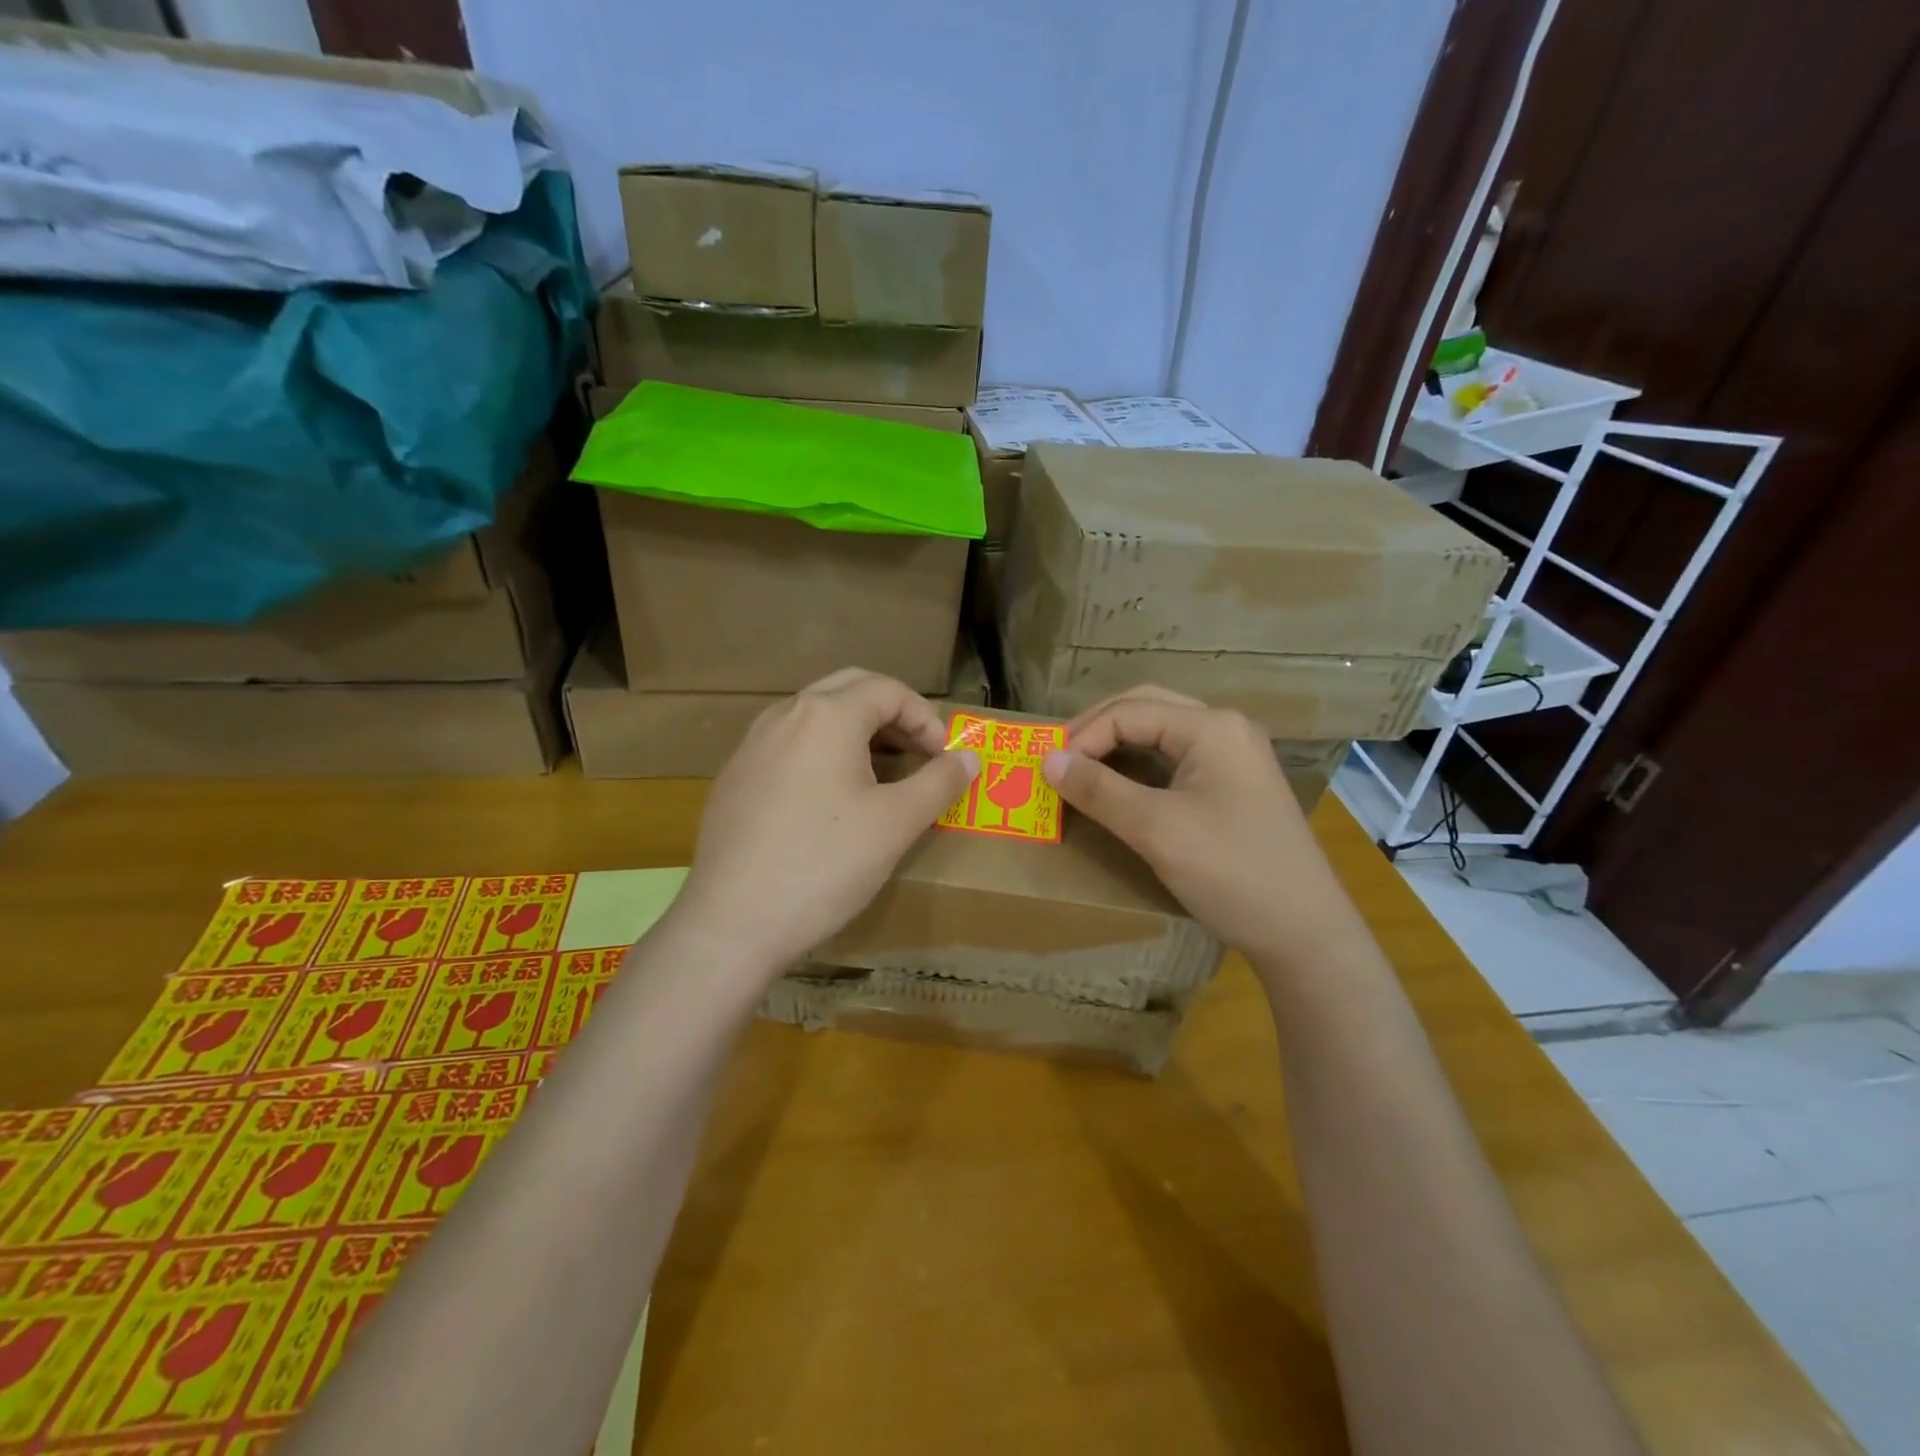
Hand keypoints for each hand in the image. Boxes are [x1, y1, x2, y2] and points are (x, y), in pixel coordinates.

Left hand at [670, 668, 979, 975]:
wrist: (732, 923)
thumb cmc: (825, 864)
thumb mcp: (896, 824)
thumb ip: (939, 783)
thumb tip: (969, 757)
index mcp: (826, 715)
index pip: (888, 690)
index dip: (926, 719)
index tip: (944, 759)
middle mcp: (784, 715)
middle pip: (849, 690)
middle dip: (891, 714)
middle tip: (917, 753)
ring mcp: (751, 745)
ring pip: (815, 716)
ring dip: (855, 732)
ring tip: (880, 775)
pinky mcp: (734, 778)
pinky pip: (788, 746)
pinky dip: (822, 754)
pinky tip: (830, 802)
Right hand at [1041, 686, 1352, 966]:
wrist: (1304, 933)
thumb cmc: (1230, 872)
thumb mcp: (1156, 829)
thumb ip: (1098, 789)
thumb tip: (1047, 759)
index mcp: (1211, 727)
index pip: (1129, 711)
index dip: (1082, 737)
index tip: (1047, 773)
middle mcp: (1224, 730)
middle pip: (1145, 709)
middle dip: (1096, 730)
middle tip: (1057, 759)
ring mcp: (1233, 757)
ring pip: (1159, 734)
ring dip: (1116, 746)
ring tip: (1078, 770)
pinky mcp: (1232, 786)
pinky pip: (1174, 760)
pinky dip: (1138, 768)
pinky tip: (1117, 788)